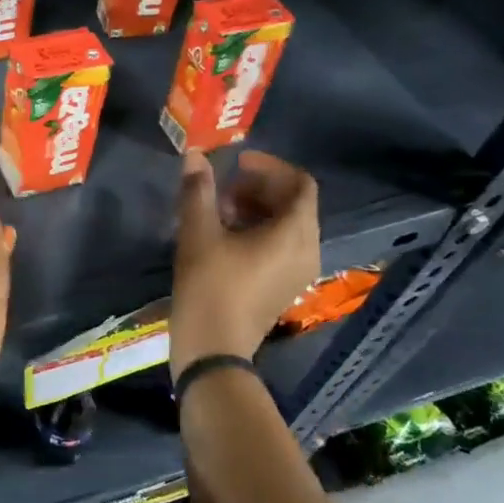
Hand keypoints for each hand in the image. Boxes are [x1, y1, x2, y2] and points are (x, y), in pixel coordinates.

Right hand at [171, 149, 318, 379]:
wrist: (213, 347)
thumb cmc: (208, 286)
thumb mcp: (199, 233)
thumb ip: (198, 191)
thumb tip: (195, 155)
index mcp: (294, 233)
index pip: (300, 184)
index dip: (270, 167)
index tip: (237, 164)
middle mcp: (308, 249)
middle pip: (295, 204)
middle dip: (261, 188)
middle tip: (224, 190)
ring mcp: (300, 272)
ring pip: (289, 226)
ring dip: (259, 210)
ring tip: (221, 212)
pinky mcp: (286, 287)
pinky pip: (284, 247)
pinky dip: (262, 232)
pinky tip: (227, 239)